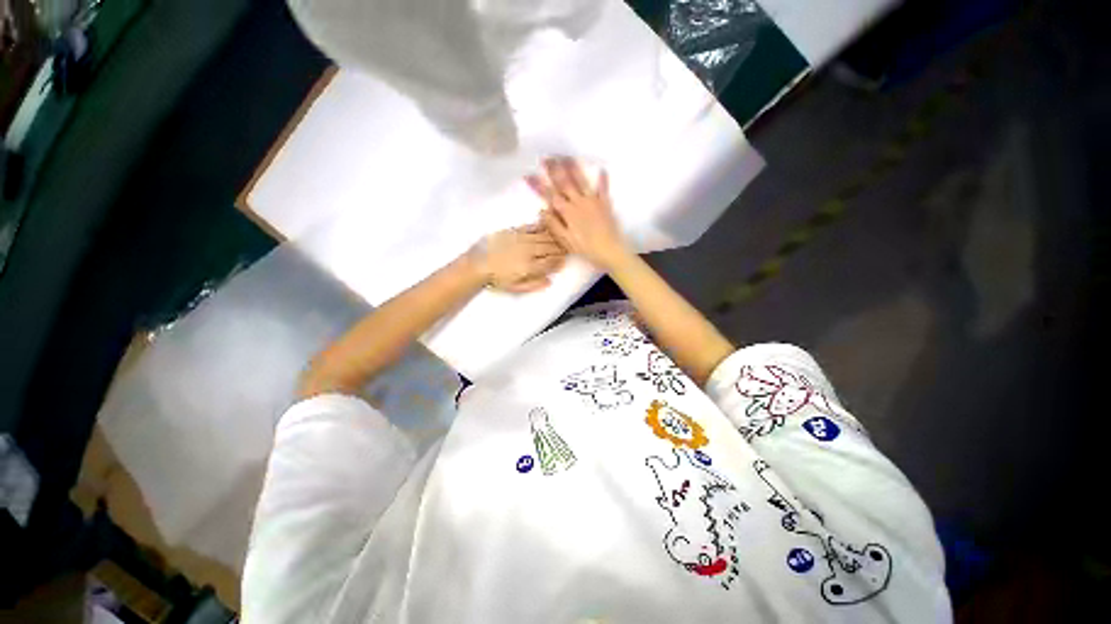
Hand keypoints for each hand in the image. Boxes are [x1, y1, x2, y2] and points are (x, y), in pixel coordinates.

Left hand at [469, 224, 565, 292]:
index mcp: (529, 267)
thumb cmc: (497, 280)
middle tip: (565, 248)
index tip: (564, 260)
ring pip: (544, 236)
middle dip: (560, 248)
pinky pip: (532, 227)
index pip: (551, 262)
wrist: (477, 264)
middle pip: (550, 247)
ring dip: (553, 237)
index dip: (560, 260)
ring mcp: (521, 239)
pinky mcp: (514, 231)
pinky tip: (547, 226)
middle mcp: (528, 252)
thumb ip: (533, 285)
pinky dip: (541, 227)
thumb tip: (549, 281)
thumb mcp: (515, 288)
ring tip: (559, 238)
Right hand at [526, 157, 630, 270]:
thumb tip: (542, 210)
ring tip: (566, 157)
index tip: (528, 175)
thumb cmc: (587, 249)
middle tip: (546, 157)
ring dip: (573, 168)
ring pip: (581, 181)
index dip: (538, 185)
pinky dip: (602, 179)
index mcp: (568, 212)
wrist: (611, 251)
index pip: (550, 195)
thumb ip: (554, 225)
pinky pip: (603, 189)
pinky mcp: (605, 204)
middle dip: (554, 170)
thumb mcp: (566, 241)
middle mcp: (579, 203)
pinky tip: (601, 169)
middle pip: (564, 183)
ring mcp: (593, 201)